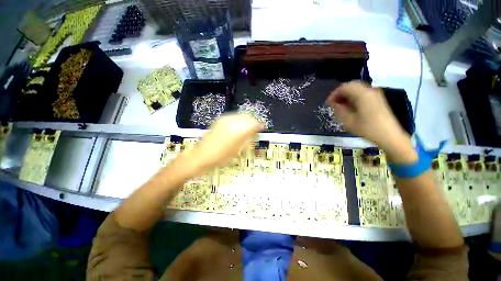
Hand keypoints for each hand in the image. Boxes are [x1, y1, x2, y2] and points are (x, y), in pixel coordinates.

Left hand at [182, 113, 263, 171]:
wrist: (202, 156)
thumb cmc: (221, 157)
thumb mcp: (238, 150)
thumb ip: (248, 140)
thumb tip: (254, 133)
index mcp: (238, 131)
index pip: (253, 124)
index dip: (259, 125)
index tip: (262, 127)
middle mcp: (232, 122)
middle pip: (248, 117)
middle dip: (253, 122)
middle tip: (256, 127)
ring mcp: (225, 120)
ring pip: (241, 116)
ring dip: (246, 120)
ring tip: (248, 127)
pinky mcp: (220, 121)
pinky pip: (233, 117)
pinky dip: (239, 120)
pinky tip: (239, 126)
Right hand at [326, 81, 411, 154]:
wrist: (389, 135)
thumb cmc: (367, 128)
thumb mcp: (348, 121)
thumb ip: (339, 109)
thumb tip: (334, 103)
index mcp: (362, 94)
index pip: (344, 87)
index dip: (334, 94)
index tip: (328, 103)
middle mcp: (369, 90)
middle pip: (351, 85)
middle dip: (340, 93)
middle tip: (333, 103)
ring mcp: (375, 94)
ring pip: (357, 89)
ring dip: (346, 95)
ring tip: (340, 106)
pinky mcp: (377, 99)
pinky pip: (362, 93)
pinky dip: (353, 97)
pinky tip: (350, 107)